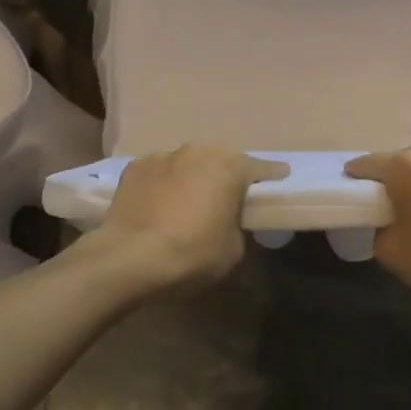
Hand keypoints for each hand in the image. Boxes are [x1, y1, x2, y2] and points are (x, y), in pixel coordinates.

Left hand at [95, 145, 288, 288]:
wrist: (130, 257)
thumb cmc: (192, 253)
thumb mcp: (232, 249)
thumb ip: (238, 226)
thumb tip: (229, 221)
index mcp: (229, 168)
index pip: (261, 168)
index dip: (272, 175)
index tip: (280, 177)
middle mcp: (198, 152)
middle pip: (220, 160)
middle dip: (226, 175)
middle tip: (227, 196)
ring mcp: (163, 156)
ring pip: (187, 163)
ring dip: (192, 177)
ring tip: (187, 200)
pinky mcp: (135, 167)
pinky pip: (159, 172)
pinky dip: (163, 183)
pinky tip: (158, 203)